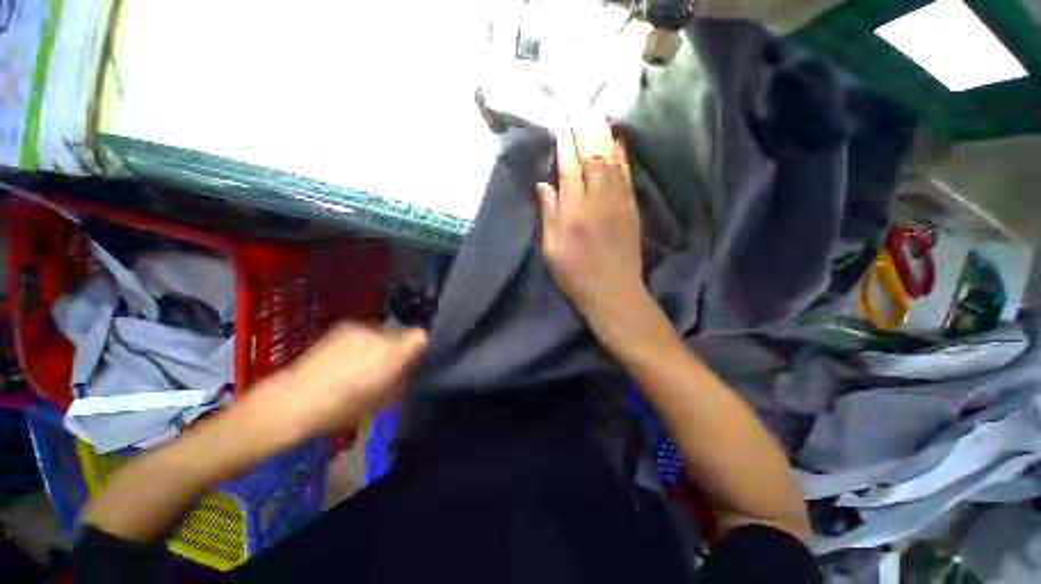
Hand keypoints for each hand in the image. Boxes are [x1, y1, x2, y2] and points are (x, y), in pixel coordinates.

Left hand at [244, 324, 427, 440]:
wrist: (291, 401)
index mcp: (391, 353)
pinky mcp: (343, 326)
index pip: (421, 337)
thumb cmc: (340, 410)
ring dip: (382, 344)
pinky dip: (365, 341)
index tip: (411, 362)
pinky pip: (366, 331)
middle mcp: (379, 334)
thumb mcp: (381, 401)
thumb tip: (410, 367)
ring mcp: (359, 327)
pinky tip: (349, 357)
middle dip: (400, 347)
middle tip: (388, 366)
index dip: (419, 349)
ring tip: (365, 362)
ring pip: (384, 331)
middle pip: (403, 333)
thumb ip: (401, 378)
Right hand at [536, 115, 647, 324]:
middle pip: (592, 157)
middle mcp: (597, 202)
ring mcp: (618, 203)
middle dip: (585, 131)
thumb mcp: (551, 250)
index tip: (561, 124)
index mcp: (573, 213)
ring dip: (603, 136)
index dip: (565, 144)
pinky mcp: (631, 209)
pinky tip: (618, 140)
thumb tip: (543, 184)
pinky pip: (627, 175)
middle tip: (579, 108)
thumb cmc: (575, 275)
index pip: (569, 168)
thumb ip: (549, 214)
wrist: (613, 292)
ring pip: (612, 161)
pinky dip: (621, 155)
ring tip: (596, 115)